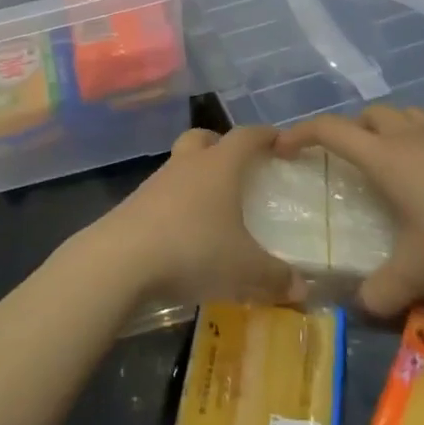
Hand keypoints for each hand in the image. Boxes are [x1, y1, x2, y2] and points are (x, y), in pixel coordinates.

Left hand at [88, 127, 302, 307]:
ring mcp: (156, 182)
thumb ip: (276, 277)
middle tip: (238, 167)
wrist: (121, 258)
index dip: (265, 136)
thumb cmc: (193, 249)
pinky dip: (177, 204)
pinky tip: (185, 233)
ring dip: (196, 176)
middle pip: (204, 138)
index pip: (247, 136)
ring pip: (181, 165)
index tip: (281, 143)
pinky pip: (163, 194)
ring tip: (213, 207)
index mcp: (219, 166)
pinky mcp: (135, 203)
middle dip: (221, 145)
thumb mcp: (244, 269)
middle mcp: (188, 164)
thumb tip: (302, 288)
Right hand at [276, 104, 423, 316]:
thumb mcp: (420, 271)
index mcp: (384, 157)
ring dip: (388, 128)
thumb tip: (360, 306)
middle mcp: (407, 134)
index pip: (330, 130)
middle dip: (350, 131)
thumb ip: (383, 291)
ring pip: (403, 114)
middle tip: (347, 161)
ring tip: (391, 158)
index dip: (300, 134)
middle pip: (367, 115)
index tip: (283, 147)